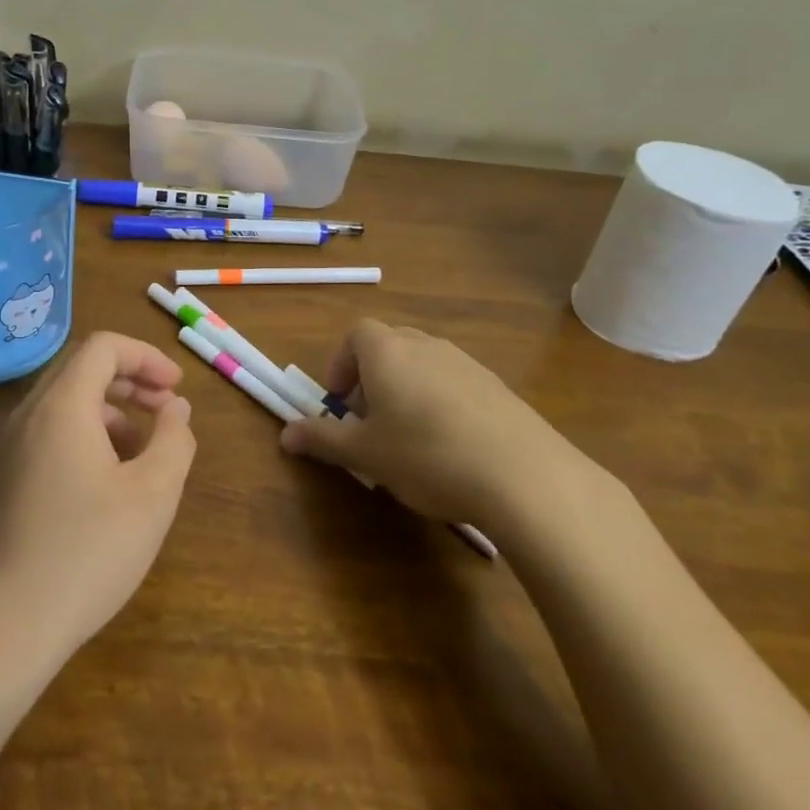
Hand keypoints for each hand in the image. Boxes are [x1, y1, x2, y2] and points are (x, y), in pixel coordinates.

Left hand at [0, 331, 196, 661]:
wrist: (10, 625)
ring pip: (67, 400)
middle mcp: (30, 414)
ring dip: (112, 408)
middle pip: (82, 367)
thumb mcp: (153, 494)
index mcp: (61, 406)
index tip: (177, 389)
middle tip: (167, 407)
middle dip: (131, 378)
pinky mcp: (9, 477)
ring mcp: (13, 446)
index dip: (146, 357)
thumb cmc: (89, 551)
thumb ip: (174, 439)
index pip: (103, 347)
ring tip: (147, 446)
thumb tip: (176, 409)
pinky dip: (89, 432)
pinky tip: (113, 476)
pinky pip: (53, 430)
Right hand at [278, 320, 603, 538]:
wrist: (523, 475)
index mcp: (388, 351)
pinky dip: (441, 403)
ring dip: (406, 390)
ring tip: (408, 438)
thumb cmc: (425, 454)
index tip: (339, 401)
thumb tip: (285, 434)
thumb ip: (323, 439)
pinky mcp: (497, 387)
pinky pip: (455, 383)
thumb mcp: (365, 453)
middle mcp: (426, 345)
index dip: (342, 363)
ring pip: (423, 365)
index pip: (356, 335)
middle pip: (389, 346)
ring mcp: (466, 363)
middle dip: (371, 378)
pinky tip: (449, 447)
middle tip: (368, 421)